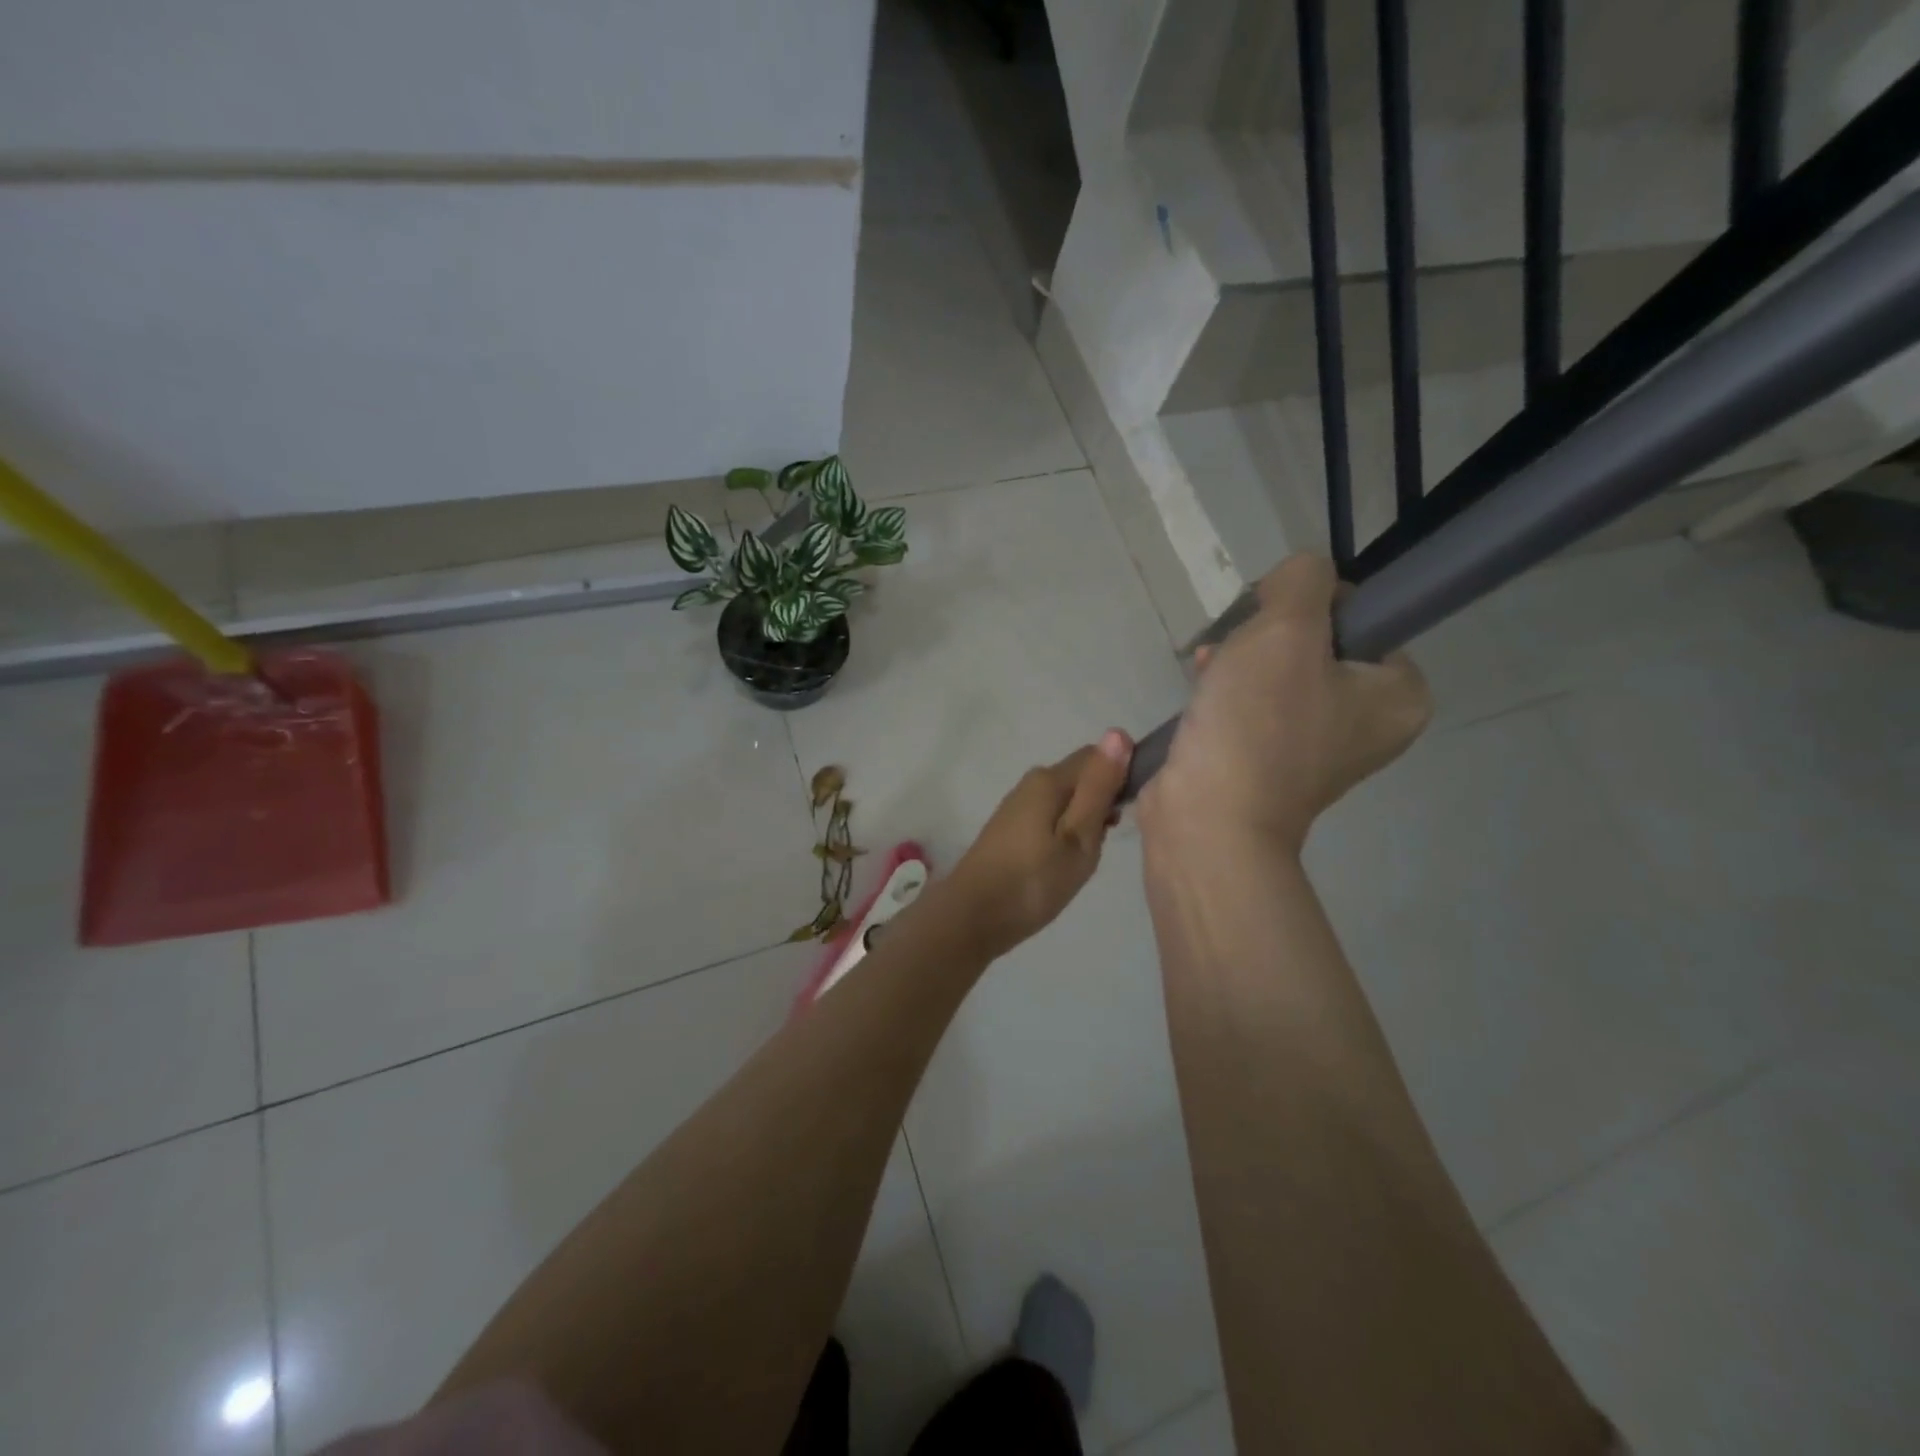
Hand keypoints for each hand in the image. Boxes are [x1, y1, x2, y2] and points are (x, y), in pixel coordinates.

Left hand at [944, 730, 1133, 958]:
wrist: (972, 917)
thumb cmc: (1033, 881)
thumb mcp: (1078, 837)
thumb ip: (1099, 787)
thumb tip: (1117, 732)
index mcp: (1049, 779)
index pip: (1098, 755)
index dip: (1122, 775)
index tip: (1132, 812)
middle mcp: (1031, 782)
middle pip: (1082, 777)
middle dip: (1104, 802)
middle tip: (1105, 843)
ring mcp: (1018, 805)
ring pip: (1068, 799)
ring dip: (1086, 820)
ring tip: (1086, 858)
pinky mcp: (1011, 827)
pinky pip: (1052, 816)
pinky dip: (1066, 832)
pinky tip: (1065, 862)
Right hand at [1139, 556, 1429, 853]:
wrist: (1206, 822)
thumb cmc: (1256, 726)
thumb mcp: (1285, 629)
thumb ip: (1303, 580)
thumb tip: (1296, 581)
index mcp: (1398, 696)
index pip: (1361, 616)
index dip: (1308, 605)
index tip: (1269, 623)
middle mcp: (1367, 723)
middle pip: (1315, 643)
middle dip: (1264, 637)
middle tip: (1236, 652)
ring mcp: (1316, 747)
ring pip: (1277, 672)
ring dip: (1238, 661)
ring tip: (1208, 671)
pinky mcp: (1269, 762)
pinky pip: (1254, 706)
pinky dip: (1225, 693)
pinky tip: (1199, 692)